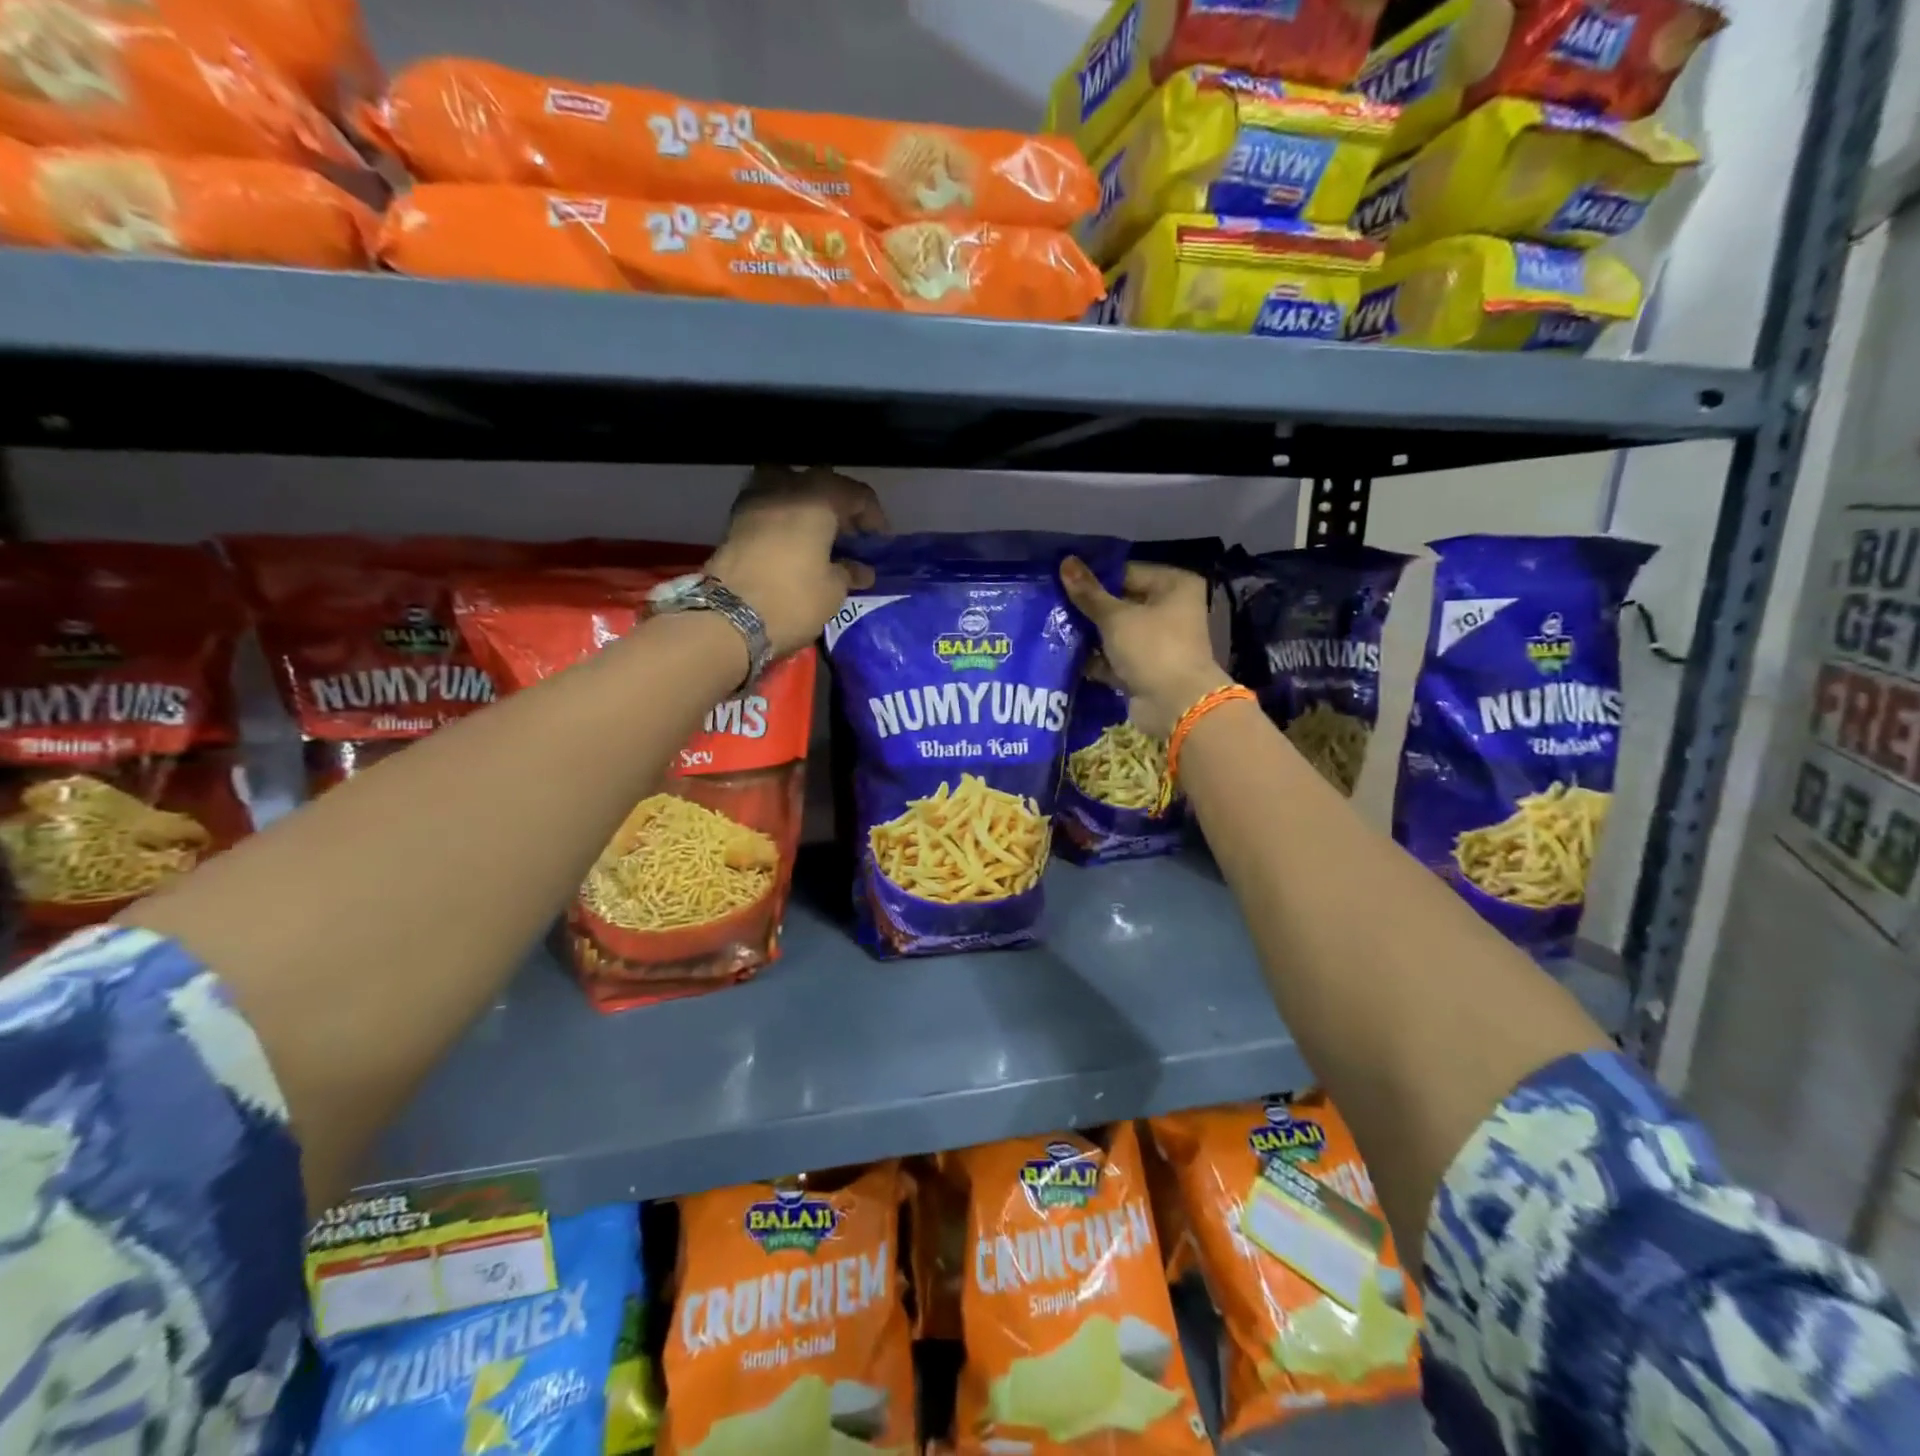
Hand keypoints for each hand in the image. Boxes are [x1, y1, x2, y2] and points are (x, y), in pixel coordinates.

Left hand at [707, 466, 888, 656]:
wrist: (728, 619)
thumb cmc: (793, 600)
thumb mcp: (833, 591)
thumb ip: (849, 572)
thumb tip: (860, 569)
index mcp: (817, 499)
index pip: (856, 493)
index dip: (872, 515)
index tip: (879, 540)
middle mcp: (786, 488)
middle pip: (820, 482)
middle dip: (839, 504)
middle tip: (850, 533)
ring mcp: (755, 501)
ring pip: (788, 485)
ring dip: (806, 502)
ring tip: (817, 532)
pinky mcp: (735, 521)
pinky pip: (769, 506)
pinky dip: (784, 516)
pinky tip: (793, 541)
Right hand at [1060, 558, 1231, 738]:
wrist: (1176, 705)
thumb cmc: (1152, 648)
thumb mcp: (1116, 617)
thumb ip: (1088, 593)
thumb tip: (1065, 561)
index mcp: (1174, 586)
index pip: (1127, 572)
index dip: (1095, 577)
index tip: (1062, 581)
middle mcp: (1170, 610)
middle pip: (1122, 602)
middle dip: (1089, 608)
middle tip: (1053, 604)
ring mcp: (1159, 642)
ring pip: (1117, 632)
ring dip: (1090, 634)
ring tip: (1054, 627)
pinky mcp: (1146, 669)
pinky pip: (1116, 658)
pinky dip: (1096, 658)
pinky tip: (1065, 655)